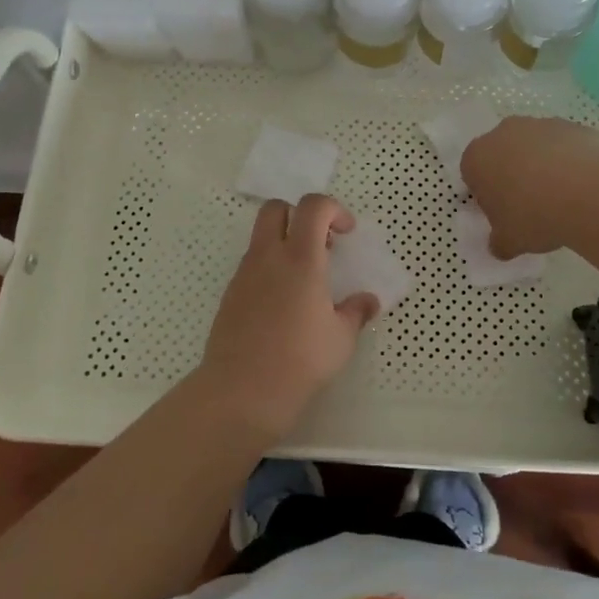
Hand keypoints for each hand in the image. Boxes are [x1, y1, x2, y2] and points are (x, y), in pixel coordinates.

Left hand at [194, 194, 379, 435]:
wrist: (242, 391)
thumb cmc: (300, 360)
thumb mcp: (341, 338)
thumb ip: (356, 312)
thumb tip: (368, 301)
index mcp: (300, 258)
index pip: (313, 207)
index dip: (333, 209)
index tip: (346, 233)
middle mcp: (268, 257)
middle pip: (276, 208)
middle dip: (299, 215)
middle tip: (321, 245)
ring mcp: (244, 274)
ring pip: (261, 238)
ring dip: (284, 244)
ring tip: (306, 281)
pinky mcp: (230, 295)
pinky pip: (252, 266)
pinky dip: (270, 270)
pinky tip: (283, 305)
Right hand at [461, 116, 598, 257]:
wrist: (586, 193)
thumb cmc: (532, 216)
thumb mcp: (508, 242)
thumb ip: (498, 242)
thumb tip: (499, 246)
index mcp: (477, 158)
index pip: (473, 174)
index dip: (487, 194)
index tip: (502, 213)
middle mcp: (504, 133)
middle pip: (503, 153)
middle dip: (513, 174)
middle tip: (529, 204)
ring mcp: (541, 125)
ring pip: (536, 146)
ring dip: (543, 165)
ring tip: (561, 196)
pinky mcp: (573, 126)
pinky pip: (566, 146)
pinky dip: (571, 161)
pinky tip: (583, 185)